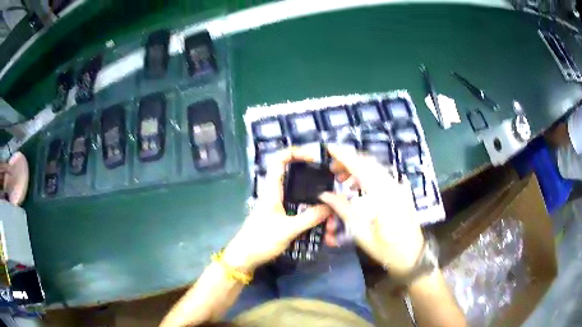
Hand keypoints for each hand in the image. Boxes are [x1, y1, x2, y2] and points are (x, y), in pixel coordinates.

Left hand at [223, 148, 330, 272]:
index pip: (280, 161)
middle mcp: (277, 195)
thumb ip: (310, 217)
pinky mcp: (283, 219)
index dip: (295, 153)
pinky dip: (314, 221)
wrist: (245, 258)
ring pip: (304, 201)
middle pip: (299, 181)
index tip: (313, 157)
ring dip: (319, 211)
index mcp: (272, 191)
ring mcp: (281, 208)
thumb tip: (330, 206)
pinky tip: (324, 233)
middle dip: (317, 189)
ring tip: (332, 227)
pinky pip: (303, 214)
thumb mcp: (287, 229)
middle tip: (333, 198)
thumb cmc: (261, 240)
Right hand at [318, 145, 423, 277]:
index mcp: (383, 196)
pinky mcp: (401, 192)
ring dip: (358, 168)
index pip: (361, 167)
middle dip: (349, 160)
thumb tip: (325, 194)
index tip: (329, 147)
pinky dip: (368, 175)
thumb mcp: (361, 233)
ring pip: (376, 168)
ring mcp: (399, 188)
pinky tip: (359, 186)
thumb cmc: (386, 249)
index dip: (344, 155)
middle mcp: (393, 186)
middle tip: (332, 168)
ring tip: (342, 178)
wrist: (413, 256)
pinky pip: (382, 176)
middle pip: (369, 163)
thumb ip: (343, 210)